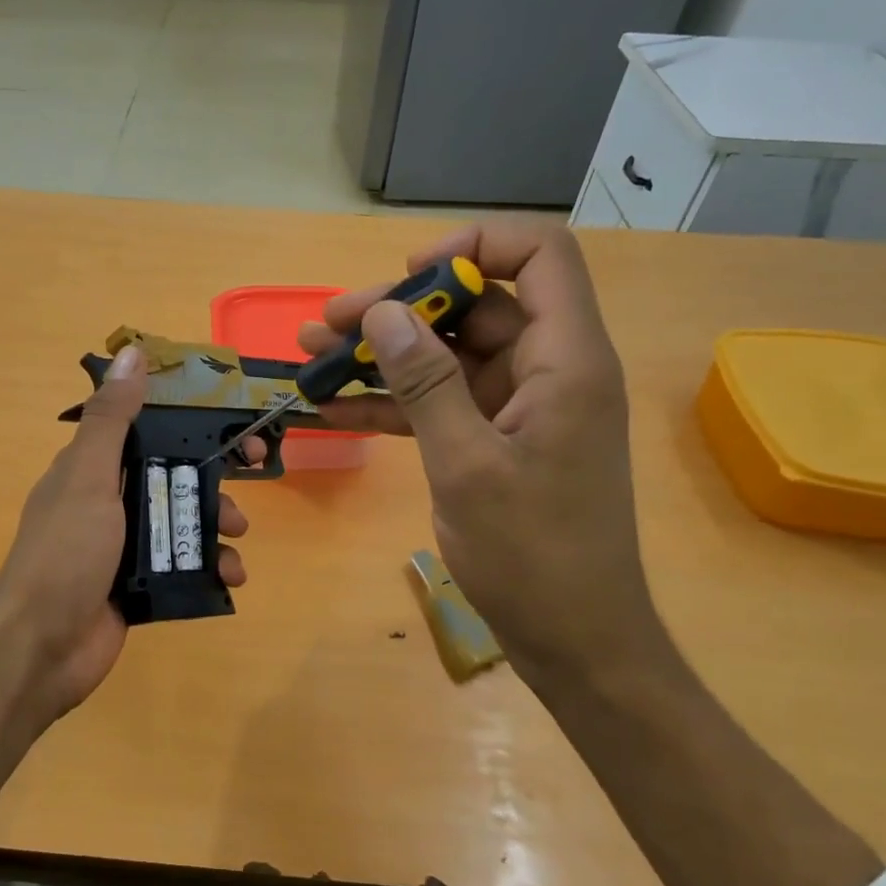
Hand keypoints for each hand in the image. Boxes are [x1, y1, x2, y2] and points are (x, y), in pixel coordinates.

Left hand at [0, 344, 253, 719]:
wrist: (41, 647)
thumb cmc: (65, 552)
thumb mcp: (88, 477)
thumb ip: (111, 419)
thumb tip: (132, 352)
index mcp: (92, 469)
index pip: (147, 429)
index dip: (188, 421)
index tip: (227, 419)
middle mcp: (109, 502)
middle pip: (172, 475)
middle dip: (212, 477)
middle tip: (252, 474)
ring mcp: (125, 547)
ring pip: (183, 522)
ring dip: (217, 525)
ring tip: (237, 540)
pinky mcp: (140, 586)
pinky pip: (184, 566)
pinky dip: (211, 568)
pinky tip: (231, 577)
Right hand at [299, 223, 657, 685]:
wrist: (573, 638)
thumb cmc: (532, 553)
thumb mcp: (467, 464)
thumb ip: (425, 383)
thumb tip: (384, 313)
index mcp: (565, 359)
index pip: (539, 255)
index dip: (474, 247)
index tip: (410, 276)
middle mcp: (547, 370)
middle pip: (474, 307)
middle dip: (399, 309)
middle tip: (326, 325)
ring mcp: (519, 408)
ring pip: (447, 357)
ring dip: (382, 357)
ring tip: (312, 359)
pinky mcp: (495, 442)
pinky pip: (439, 404)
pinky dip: (392, 404)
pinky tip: (333, 412)